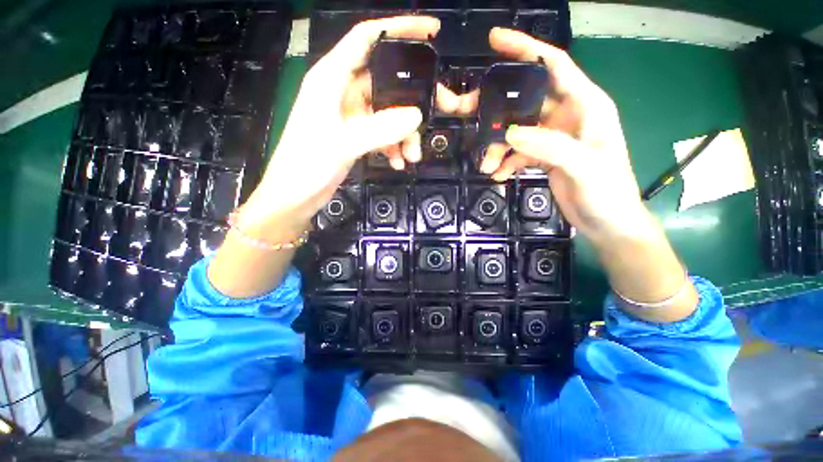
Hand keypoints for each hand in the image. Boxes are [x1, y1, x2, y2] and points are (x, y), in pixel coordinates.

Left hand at [208, 16, 472, 298]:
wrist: (294, 197)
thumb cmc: (307, 165)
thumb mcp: (343, 144)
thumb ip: (380, 128)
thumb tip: (416, 115)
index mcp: (332, 78)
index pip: (368, 38)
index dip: (399, 29)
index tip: (432, 32)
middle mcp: (342, 91)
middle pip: (387, 82)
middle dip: (413, 99)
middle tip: (442, 110)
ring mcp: (350, 115)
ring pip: (388, 113)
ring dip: (404, 133)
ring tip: (412, 156)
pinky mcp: (354, 136)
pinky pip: (382, 133)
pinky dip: (393, 145)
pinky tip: (398, 162)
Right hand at [478, 28, 696, 319]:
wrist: (607, 222)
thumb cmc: (608, 192)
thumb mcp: (584, 167)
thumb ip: (549, 147)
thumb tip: (511, 133)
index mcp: (586, 105)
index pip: (553, 65)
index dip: (526, 49)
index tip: (495, 41)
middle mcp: (568, 115)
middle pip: (526, 100)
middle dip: (498, 107)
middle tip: (470, 113)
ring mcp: (554, 137)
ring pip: (517, 129)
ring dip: (499, 145)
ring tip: (486, 164)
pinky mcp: (545, 155)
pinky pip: (519, 151)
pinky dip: (506, 161)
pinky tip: (497, 174)